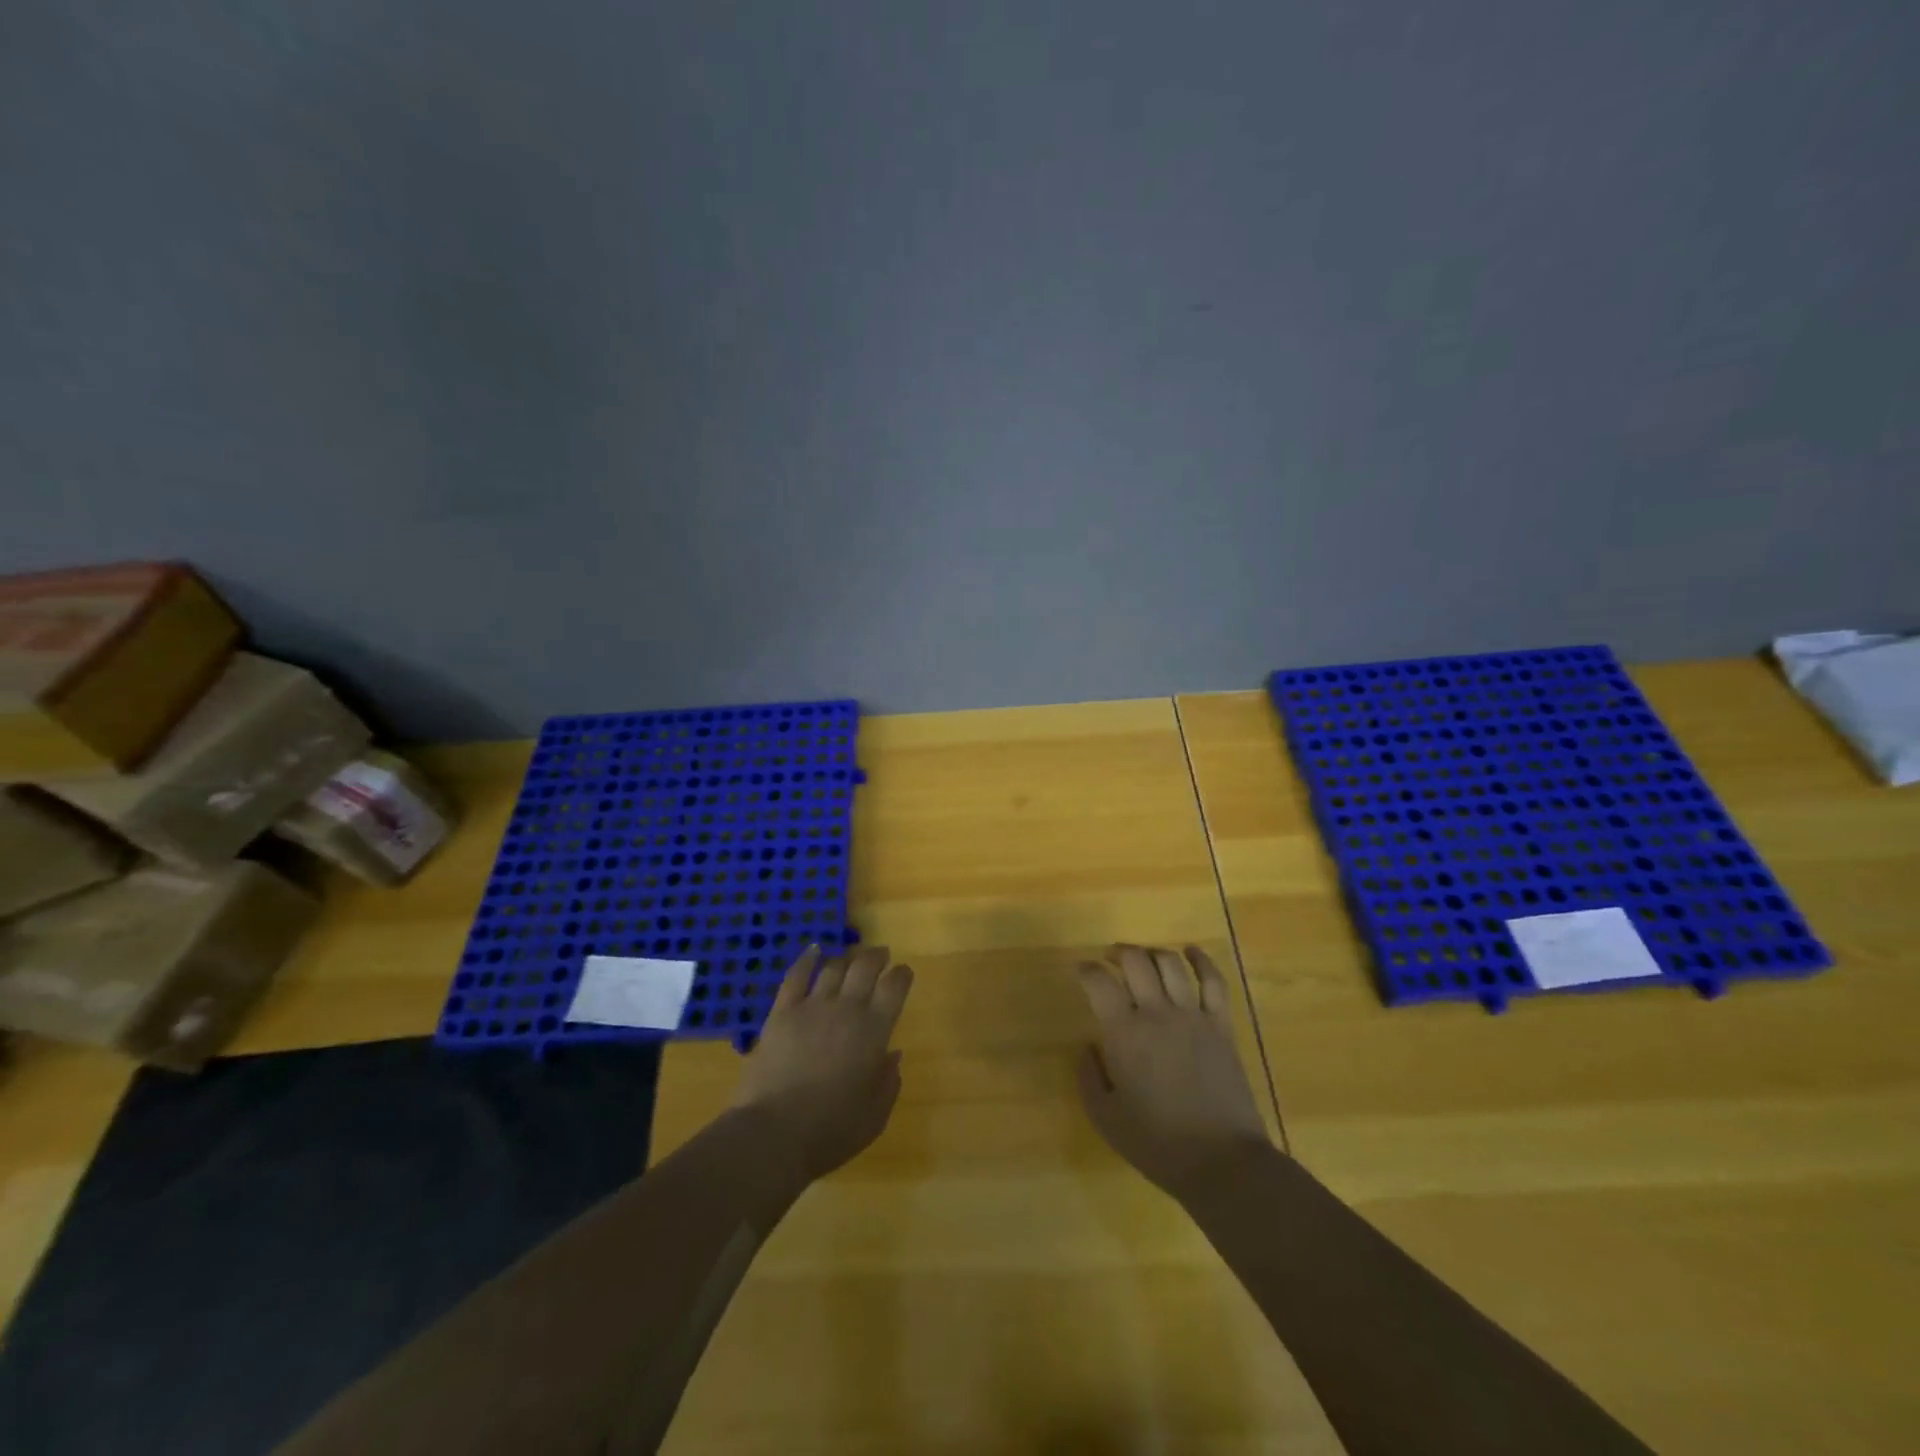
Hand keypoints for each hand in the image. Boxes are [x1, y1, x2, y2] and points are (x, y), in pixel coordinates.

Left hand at [733, 944, 913, 1184]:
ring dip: (846, 958)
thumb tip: (892, 1054)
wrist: (774, 1134)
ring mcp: (811, 1007)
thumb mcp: (875, 1114)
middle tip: (882, 955)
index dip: (902, 975)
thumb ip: (888, 1080)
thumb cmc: (832, 1130)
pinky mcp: (781, 1013)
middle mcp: (846, 1009)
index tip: (904, 972)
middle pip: (865, 967)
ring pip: (834, 968)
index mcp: (874, 1030)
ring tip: (852, 958)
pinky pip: (796, 976)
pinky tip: (814, 949)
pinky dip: (807, 959)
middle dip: (877, 957)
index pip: (895, 987)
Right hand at [1074, 944, 1270, 1198]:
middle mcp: (1157, 1013)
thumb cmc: (1157, 1143)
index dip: (1086, 970)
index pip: (1099, 982)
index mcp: (1124, 1033)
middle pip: (1135, 960)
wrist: (1222, 1161)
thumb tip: (1087, 1046)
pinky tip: (1191, 951)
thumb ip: (1089, 1076)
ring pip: (1170, 963)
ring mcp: (1193, 1016)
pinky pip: (1213, 981)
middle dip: (1118, 953)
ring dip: (1152, 952)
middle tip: (1110, 960)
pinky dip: (1202, 960)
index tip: (1081, 973)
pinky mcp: (1221, 1025)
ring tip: (1143, 957)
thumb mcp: (1106, 1118)